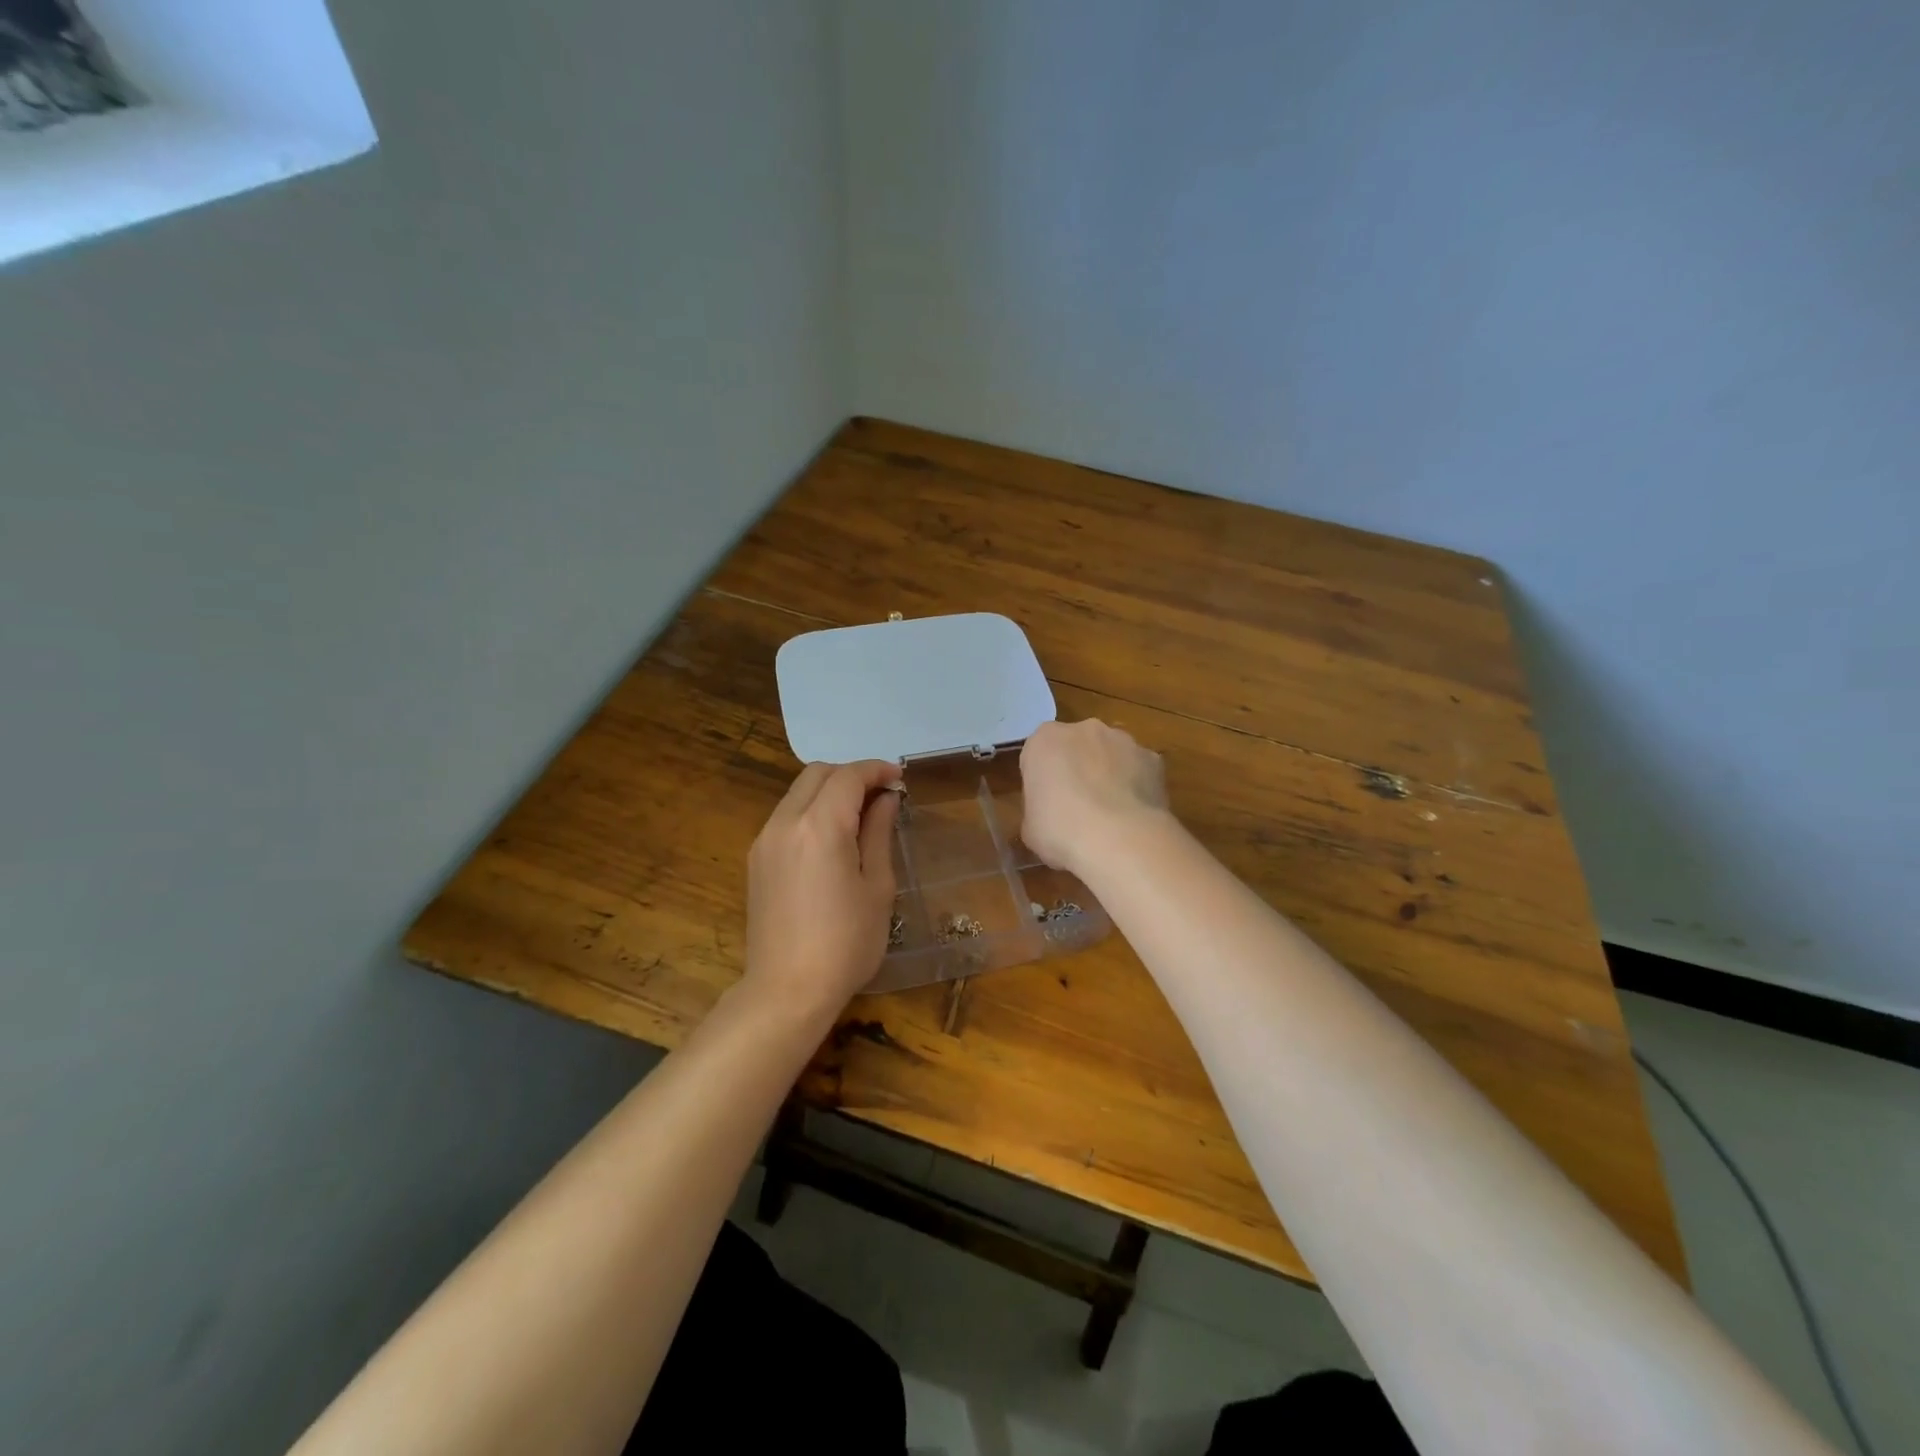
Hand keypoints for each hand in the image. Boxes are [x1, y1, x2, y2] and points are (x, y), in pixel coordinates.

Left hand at [742, 759, 902, 1024]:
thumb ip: (879, 833)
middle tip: (881, 796)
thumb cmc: (846, 943)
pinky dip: (811, 810)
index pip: (848, 776)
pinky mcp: (756, 859)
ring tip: (859, 816)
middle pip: (817, 774)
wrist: (787, 990)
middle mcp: (785, 822)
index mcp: (820, 827)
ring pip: (797, 792)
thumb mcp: (877, 887)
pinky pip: (786, 816)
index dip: (877, 770)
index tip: (899, 779)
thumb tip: (886, 799)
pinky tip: (832, 838)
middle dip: (851, 775)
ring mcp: (765, 840)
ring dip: (829, 791)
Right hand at [1019, 719, 1170, 875]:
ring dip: (1108, 774)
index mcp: (1044, 739)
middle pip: (1077, 746)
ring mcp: (1123, 740)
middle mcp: (1084, 729)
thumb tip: (1051, 814)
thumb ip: (1039, 807)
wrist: (1117, 839)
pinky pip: (1139, 770)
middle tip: (1076, 808)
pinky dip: (1136, 786)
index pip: (1038, 754)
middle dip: (1077, 769)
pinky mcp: (1153, 759)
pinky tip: (1133, 816)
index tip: (1045, 805)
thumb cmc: (1060, 830)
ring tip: (1110, 816)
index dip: (1042, 780)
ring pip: (1110, 754)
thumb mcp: (1030, 825)